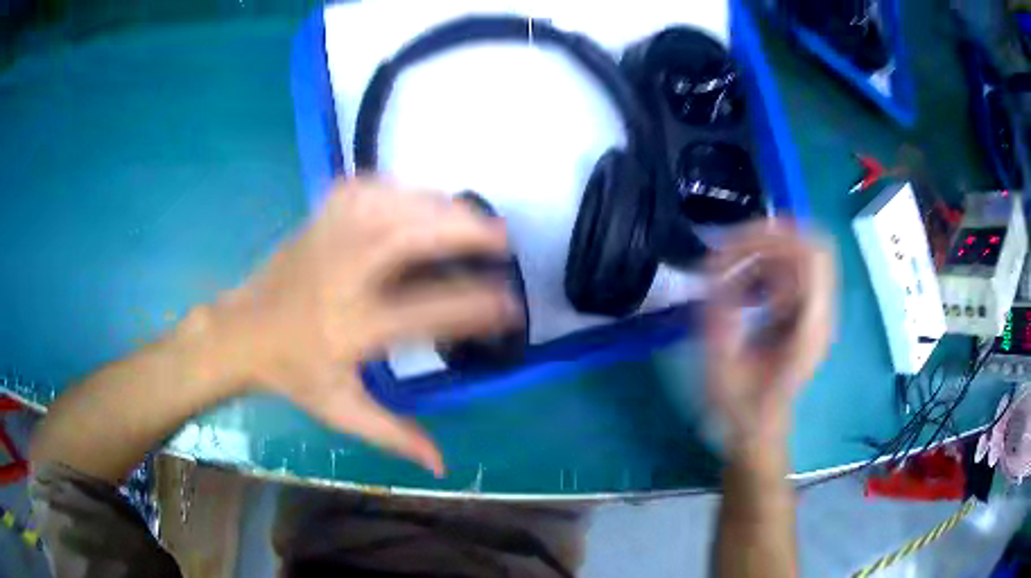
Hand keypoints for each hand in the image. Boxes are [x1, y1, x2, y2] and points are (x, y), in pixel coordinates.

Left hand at [211, 179, 519, 474]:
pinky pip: (363, 189)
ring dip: (436, 205)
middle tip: (501, 237)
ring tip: (468, 215)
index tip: (510, 306)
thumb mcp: (341, 412)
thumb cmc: (293, 374)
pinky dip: (397, 187)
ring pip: (389, 204)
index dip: (475, 307)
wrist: (241, 333)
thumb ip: (394, 436)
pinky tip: (415, 196)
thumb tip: (444, 465)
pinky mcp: (319, 219)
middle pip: (408, 237)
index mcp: (351, 327)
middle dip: (462, 230)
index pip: (426, 312)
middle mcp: (342, 275)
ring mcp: (328, 239)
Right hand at [704, 221, 834, 451]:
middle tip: (732, 247)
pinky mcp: (807, 312)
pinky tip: (745, 289)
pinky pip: (794, 270)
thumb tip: (713, 270)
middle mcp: (822, 313)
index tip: (735, 242)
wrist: (760, 429)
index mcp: (810, 328)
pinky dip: (767, 266)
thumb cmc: (742, 407)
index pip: (813, 257)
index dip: (777, 237)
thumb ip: (720, 316)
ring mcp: (818, 311)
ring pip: (801, 254)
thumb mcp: (722, 367)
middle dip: (771, 238)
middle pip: (813, 246)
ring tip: (732, 274)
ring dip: (766, 253)